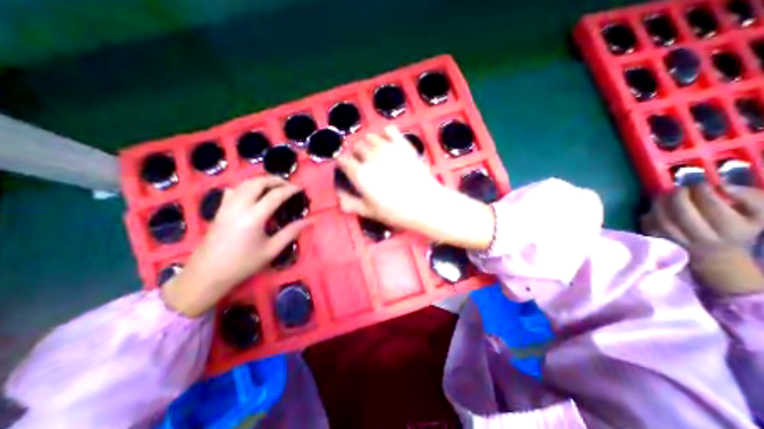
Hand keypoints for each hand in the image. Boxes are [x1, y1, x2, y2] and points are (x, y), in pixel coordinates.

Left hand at [163, 175, 307, 315]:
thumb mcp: (272, 250)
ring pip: (244, 183)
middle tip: (288, 185)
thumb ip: (291, 232)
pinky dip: (246, 186)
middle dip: (275, 180)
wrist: (207, 274)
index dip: (290, 189)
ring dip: (261, 181)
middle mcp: (239, 206)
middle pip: (258, 183)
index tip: (301, 188)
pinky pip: (234, 190)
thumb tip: (310, 220)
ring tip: (274, 186)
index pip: (275, 195)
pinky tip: (252, 193)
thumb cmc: (243, 264)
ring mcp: (226, 206)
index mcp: (254, 217)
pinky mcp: (219, 210)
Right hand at [336, 126, 491, 248]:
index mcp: (360, 173)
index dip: (344, 164)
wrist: (424, 204)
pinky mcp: (403, 144)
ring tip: (374, 153)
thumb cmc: (395, 211)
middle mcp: (370, 157)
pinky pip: (390, 131)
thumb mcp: (369, 211)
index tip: (347, 169)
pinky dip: (386, 134)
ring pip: (371, 137)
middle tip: (363, 163)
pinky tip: (388, 141)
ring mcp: (388, 148)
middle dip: (356, 154)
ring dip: (369, 144)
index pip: (343, 160)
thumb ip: (351, 203)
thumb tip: (339, 197)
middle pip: (356, 146)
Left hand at [640, 182, 763, 295]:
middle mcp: (703, 237)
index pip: (713, 206)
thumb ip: (750, 198)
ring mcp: (678, 241)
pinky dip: (649, 214)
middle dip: (679, 196)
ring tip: (665, 194)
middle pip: (683, 213)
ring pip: (663, 219)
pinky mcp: (659, 242)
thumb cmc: (735, 232)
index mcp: (732, 229)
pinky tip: (655, 208)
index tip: (700, 184)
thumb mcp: (756, 216)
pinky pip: (649, 225)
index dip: (703, 191)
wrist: (716, 258)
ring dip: (660, 203)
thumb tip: (723, 186)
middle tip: (679, 188)